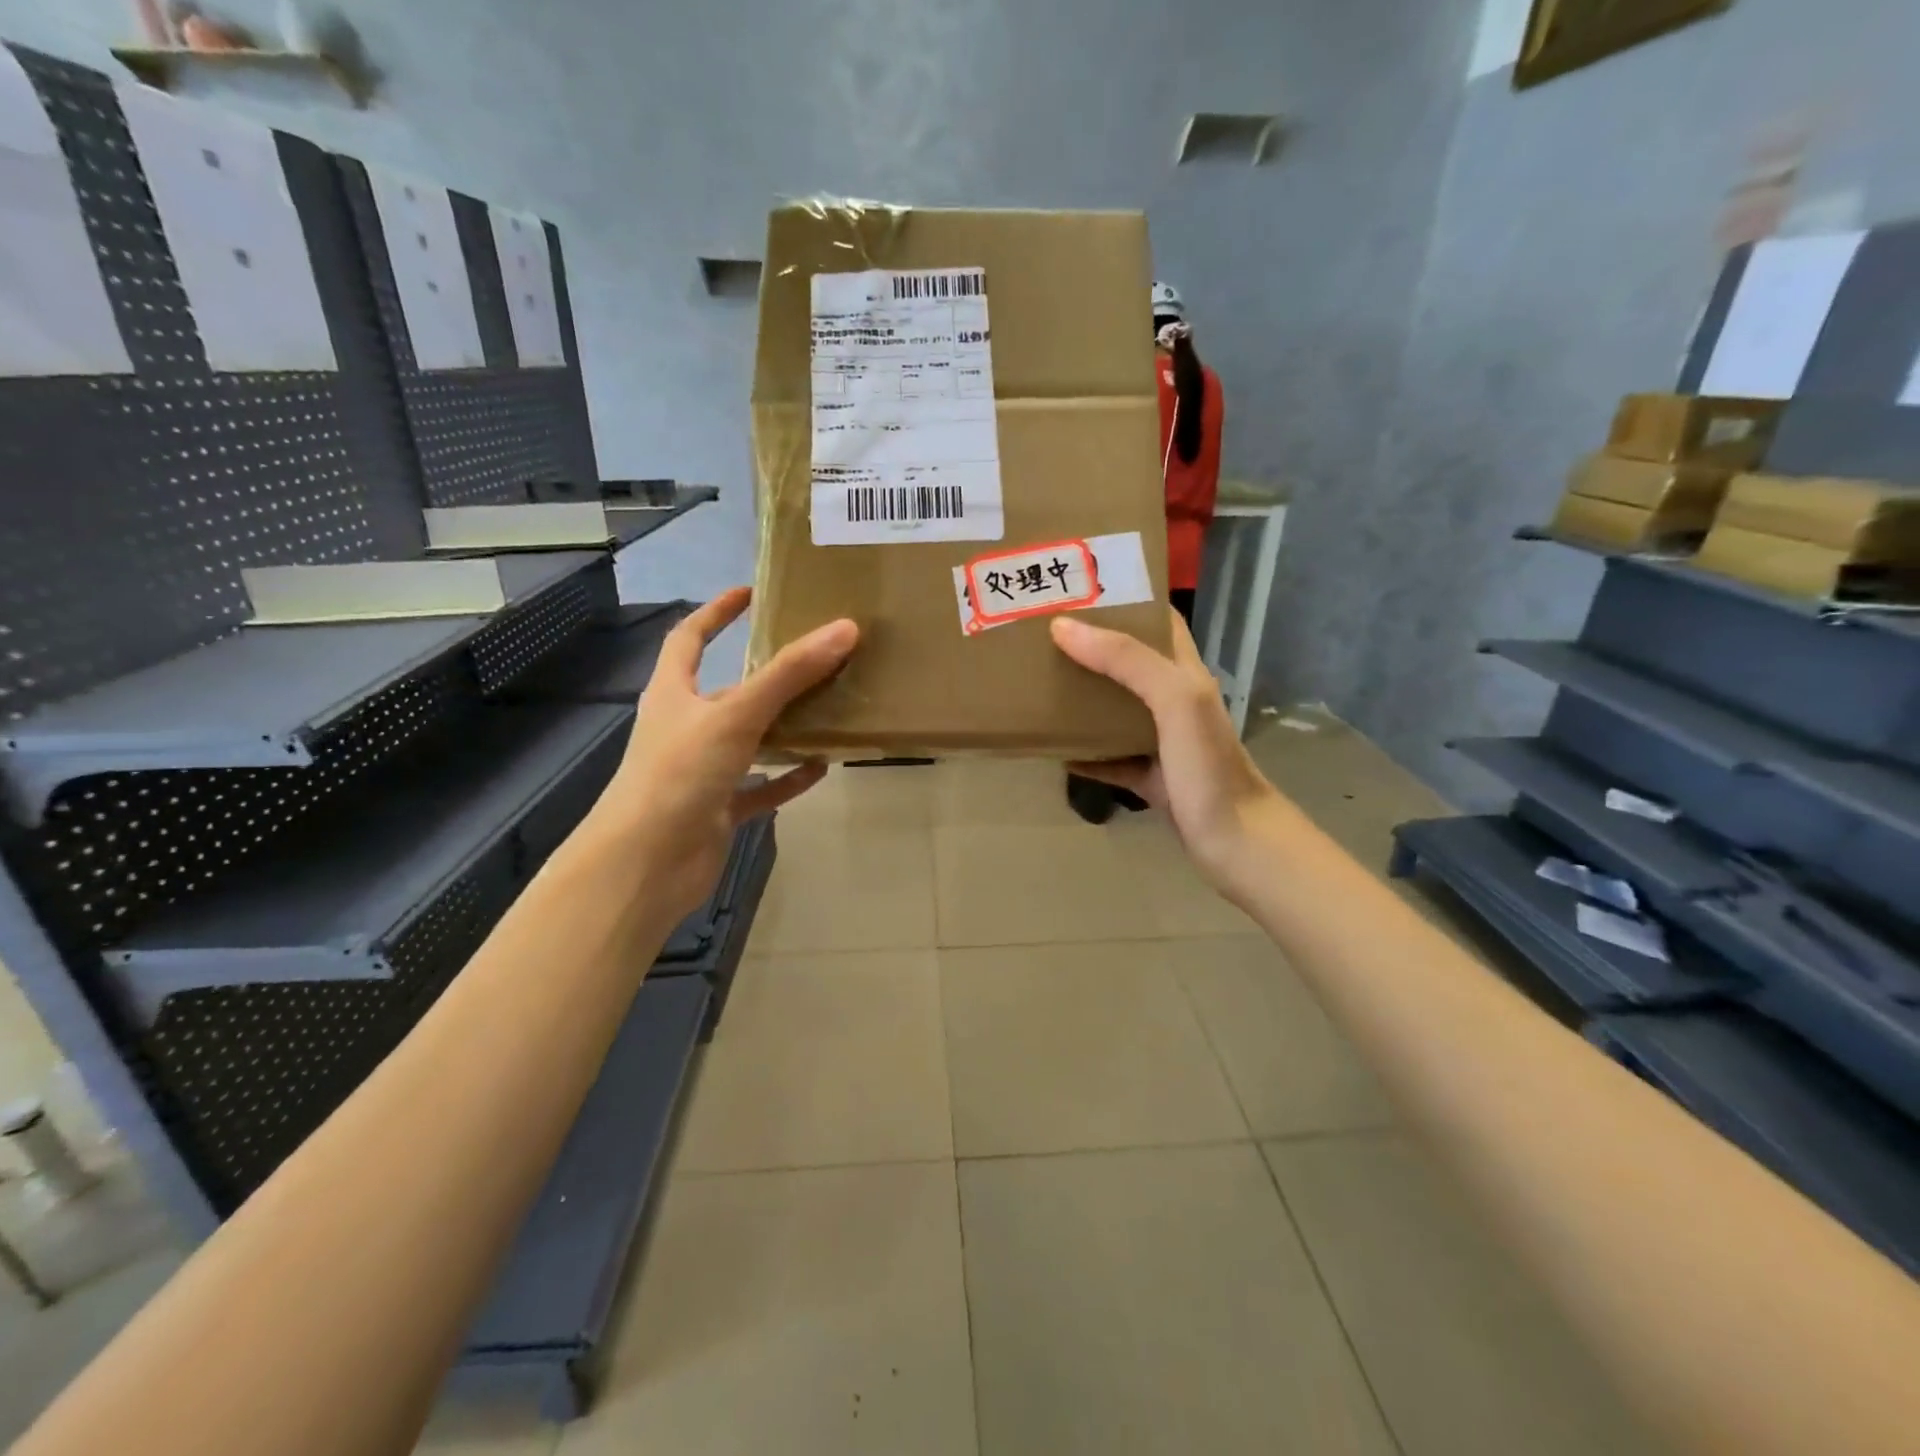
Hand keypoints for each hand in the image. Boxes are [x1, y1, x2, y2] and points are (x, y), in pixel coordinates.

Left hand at [586, 587, 857, 920]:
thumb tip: (845, 629)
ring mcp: (701, 772)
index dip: (716, 613)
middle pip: (728, 692)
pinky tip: (820, 768)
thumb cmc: (680, 774)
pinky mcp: (717, 810)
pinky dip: (786, 778)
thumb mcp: (736, 715)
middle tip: (815, 660)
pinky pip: (759, 788)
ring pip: (749, 741)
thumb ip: (790, 674)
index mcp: (674, 694)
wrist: (647, 864)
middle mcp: (685, 728)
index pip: (689, 639)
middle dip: (768, 676)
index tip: (749, 595)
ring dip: (784, 728)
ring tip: (830, 711)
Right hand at [1051, 608, 1287, 895]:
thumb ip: (1126, 660)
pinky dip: (1085, 754)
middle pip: (1129, 663)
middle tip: (1042, 637)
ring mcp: (1163, 742)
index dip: (1125, 601)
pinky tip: (1054, 751)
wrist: (1237, 844)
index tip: (1077, 590)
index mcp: (1185, 674)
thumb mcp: (1174, 700)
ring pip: (1117, 710)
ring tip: (1040, 683)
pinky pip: (1111, 758)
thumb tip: (1064, 627)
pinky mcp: (1152, 778)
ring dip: (1084, 698)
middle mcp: (1175, 701)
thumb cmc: (1208, 765)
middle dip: (1091, 648)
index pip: (1159, 622)